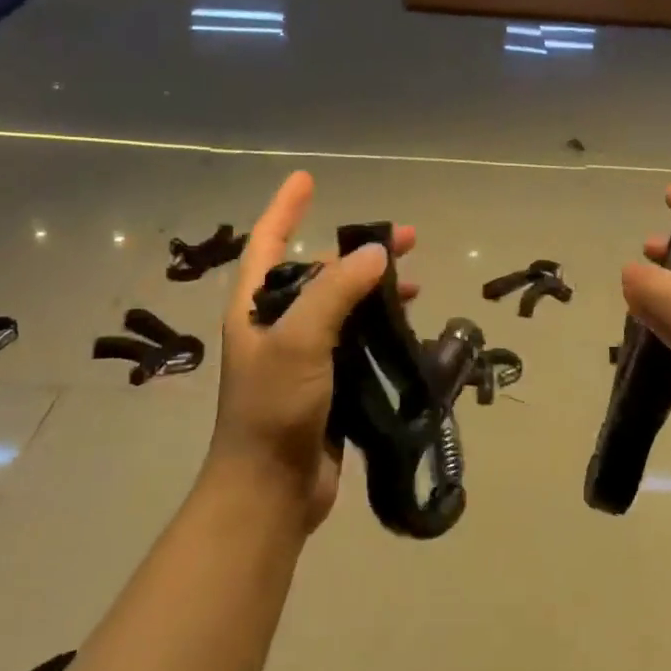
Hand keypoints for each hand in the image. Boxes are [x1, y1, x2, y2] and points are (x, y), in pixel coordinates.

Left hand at [209, 172, 416, 532]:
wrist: (271, 491)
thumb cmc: (273, 408)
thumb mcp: (300, 340)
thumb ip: (336, 292)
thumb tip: (375, 253)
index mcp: (255, 307)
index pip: (268, 241)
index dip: (286, 208)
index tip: (307, 178)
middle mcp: (277, 324)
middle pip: (320, 272)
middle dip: (359, 252)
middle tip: (408, 238)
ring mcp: (303, 355)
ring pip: (343, 306)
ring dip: (376, 290)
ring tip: (414, 283)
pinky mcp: (327, 383)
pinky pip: (356, 340)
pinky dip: (380, 327)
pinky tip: (407, 325)